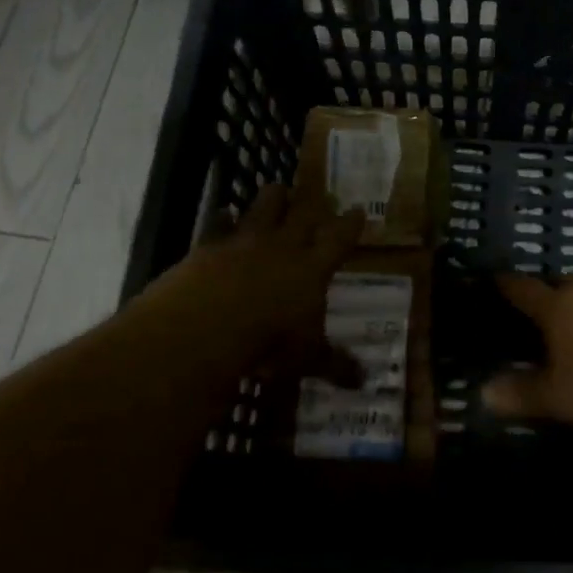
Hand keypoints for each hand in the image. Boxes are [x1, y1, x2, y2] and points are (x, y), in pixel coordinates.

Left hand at [144, 182, 365, 387]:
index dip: (351, 224)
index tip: (359, 210)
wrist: (208, 324)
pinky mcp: (209, 245)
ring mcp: (245, 241)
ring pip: (264, 206)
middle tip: (322, 192)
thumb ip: (334, 364)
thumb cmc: (269, 341)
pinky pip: (218, 224)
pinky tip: (222, 212)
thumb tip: (364, 381)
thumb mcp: (306, 358)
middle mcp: (283, 246)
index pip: (340, 238)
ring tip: (278, 190)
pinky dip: (222, 218)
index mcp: (313, 268)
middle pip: (303, 212)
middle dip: (314, 202)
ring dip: (273, 197)